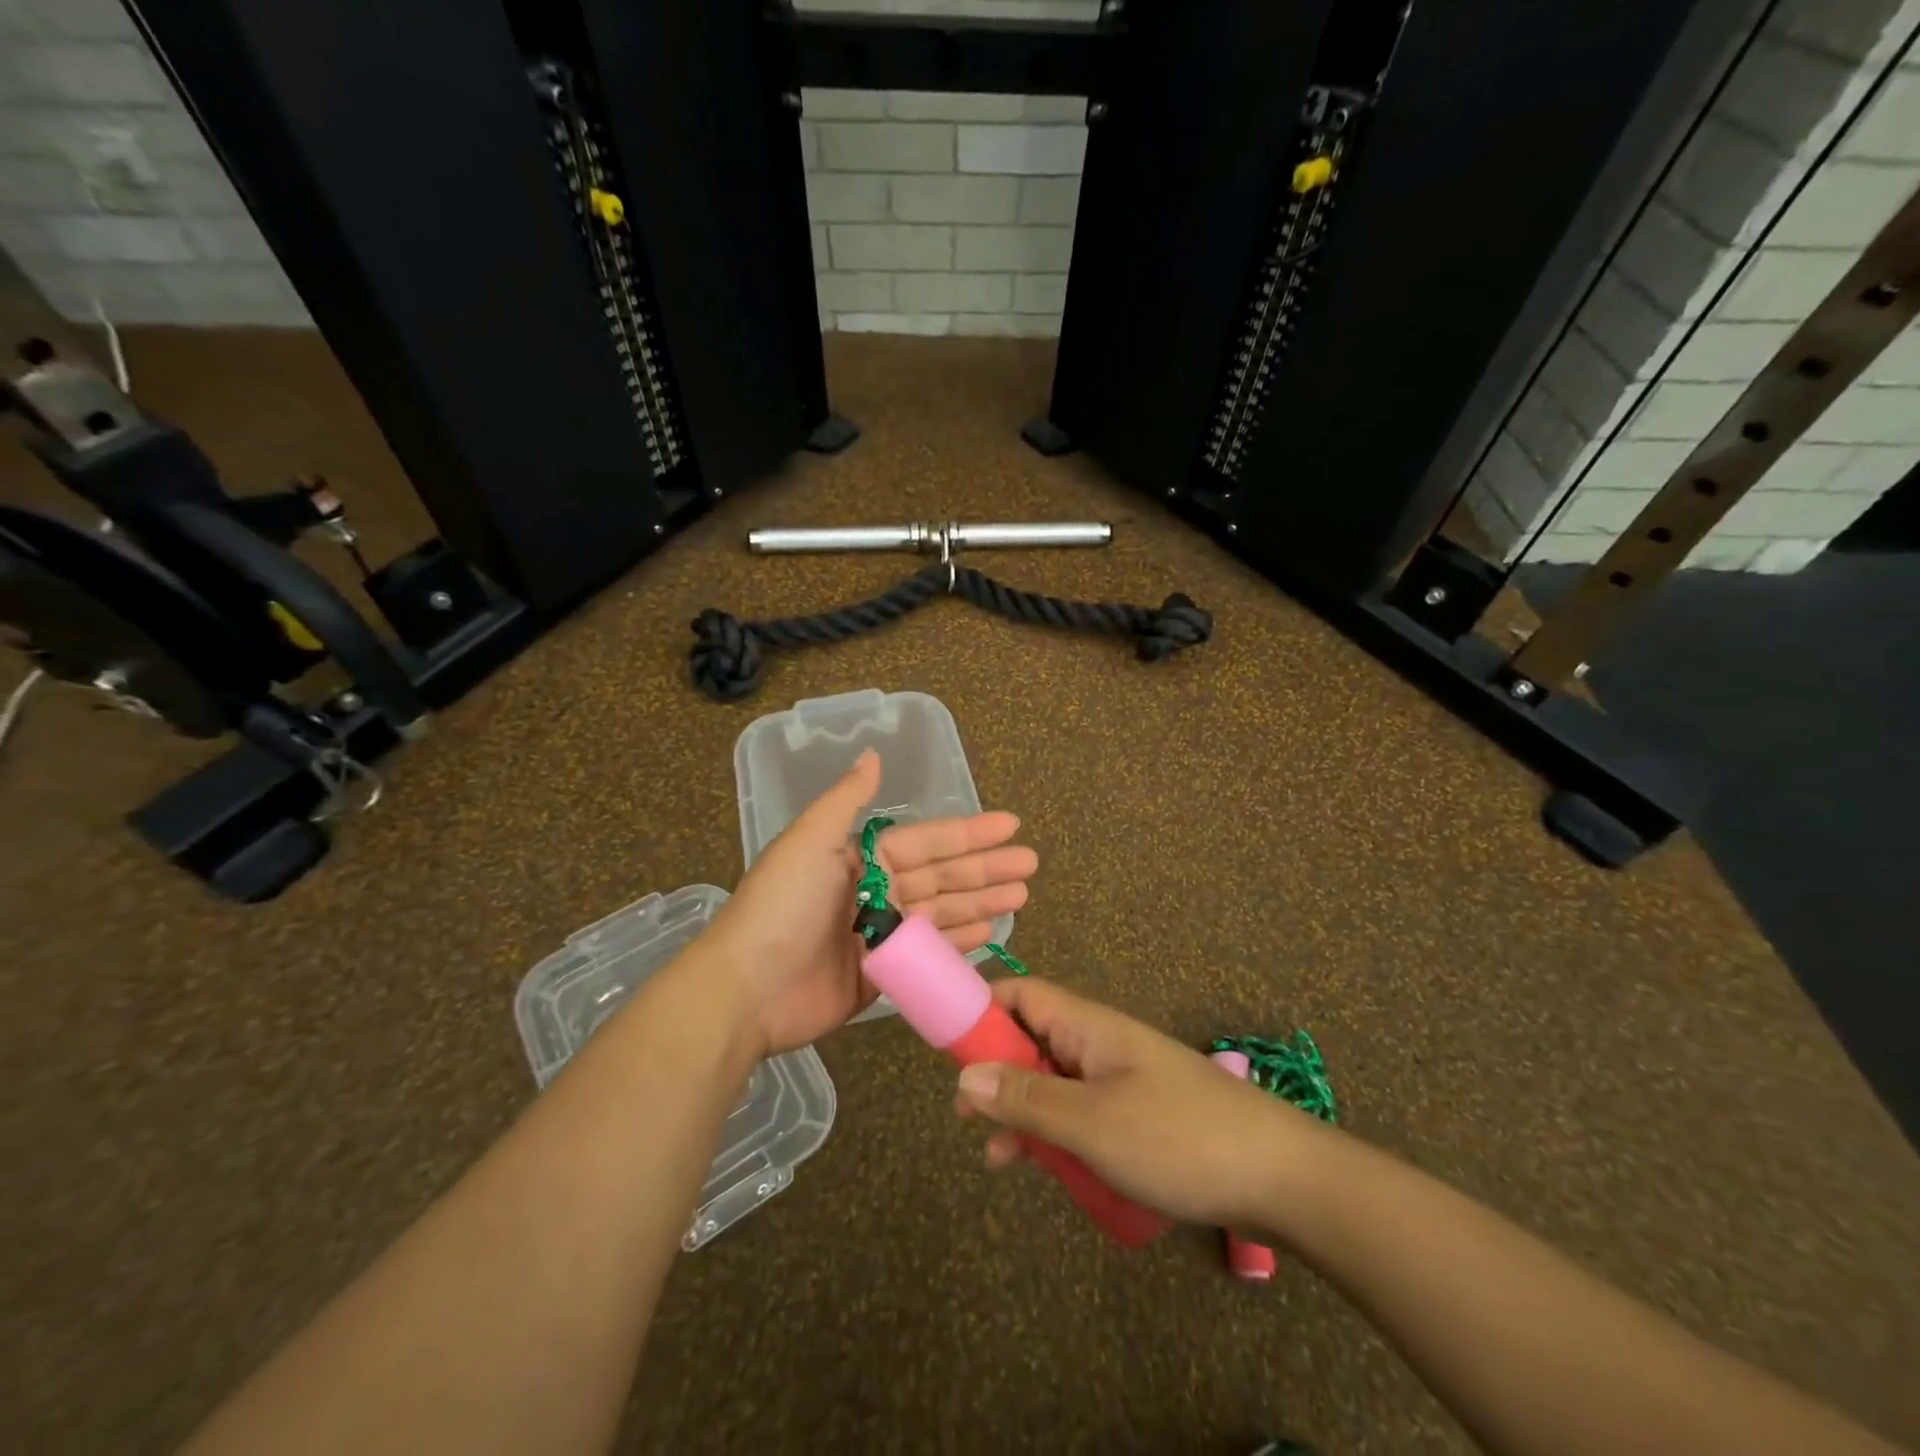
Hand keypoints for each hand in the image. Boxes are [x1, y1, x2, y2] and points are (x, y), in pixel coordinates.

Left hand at [706, 749, 1037, 1054]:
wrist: (747, 989)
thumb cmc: (782, 907)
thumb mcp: (809, 841)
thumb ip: (847, 799)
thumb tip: (873, 754)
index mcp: (861, 858)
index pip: (928, 841)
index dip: (969, 833)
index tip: (1011, 826)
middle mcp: (875, 892)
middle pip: (943, 876)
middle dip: (986, 869)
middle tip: (1030, 864)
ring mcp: (880, 936)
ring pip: (943, 914)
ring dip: (981, 903)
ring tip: (1022, 896)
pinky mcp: (882, 976)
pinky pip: (929, 954)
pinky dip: (959, 944)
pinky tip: (990, 933)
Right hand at [953, 977, 1322, 1228]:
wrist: (1282, 1178)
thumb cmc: (1178, 1138)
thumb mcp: (1091, 1123)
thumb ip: (1027, 1099)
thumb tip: (964, 1075)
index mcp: (1087, 1025)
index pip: (1020, 994)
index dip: (980, 1010)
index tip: (946, 1048)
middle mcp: (1100, 1042)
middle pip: (1032, 1039)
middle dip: (995, 1073)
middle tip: (966, 1118)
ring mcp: (1121, 1078)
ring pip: (1054, 1082)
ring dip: (1024, 1112)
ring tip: (999, 1158)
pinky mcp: (1138, 1113)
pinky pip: (1082, 1111)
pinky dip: (1058, 1134)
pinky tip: (1050, 1170)